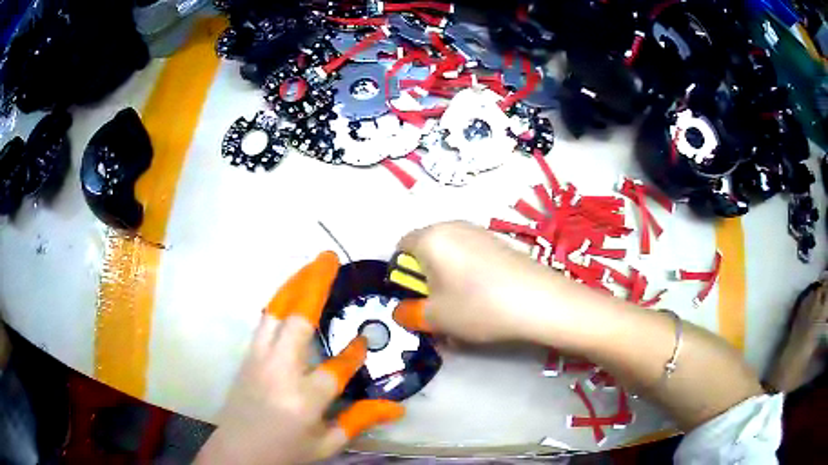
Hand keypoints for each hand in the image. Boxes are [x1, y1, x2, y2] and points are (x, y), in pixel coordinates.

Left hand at [196, 252, 403, 464]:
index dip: (354, 353)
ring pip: (275, 313)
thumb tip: (398, 408)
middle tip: (329, 259)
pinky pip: (264, 321)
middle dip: (314, 286)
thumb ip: (360, 421)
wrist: (238, 451)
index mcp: (304, 400)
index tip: (364, 340)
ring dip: (293, 285)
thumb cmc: (285, 451)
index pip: (336, 368)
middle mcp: (279, 372)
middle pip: (297, 321)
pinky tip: (289, 293)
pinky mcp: (247, 357)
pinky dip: (279, 301)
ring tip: (310, 266)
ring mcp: (259, 360)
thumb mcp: (327, 444)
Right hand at [393, 221, 553, 342]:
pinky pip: (473, 258)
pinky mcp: (502, 243)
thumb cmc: (477, 306)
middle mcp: (454, 226)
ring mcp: (481, 232)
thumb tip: (403, 312)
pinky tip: (485, 301)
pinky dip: (470, 277)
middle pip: (427, 251)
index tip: (415, 299)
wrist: (541, 301)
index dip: (401, 276)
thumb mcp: (434, 317)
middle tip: (438, 308)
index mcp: (431, 237)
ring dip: (448, 281)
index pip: (400, 248)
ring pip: (451, 256)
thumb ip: (408, 314)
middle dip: (426, 280)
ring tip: (463, 309)